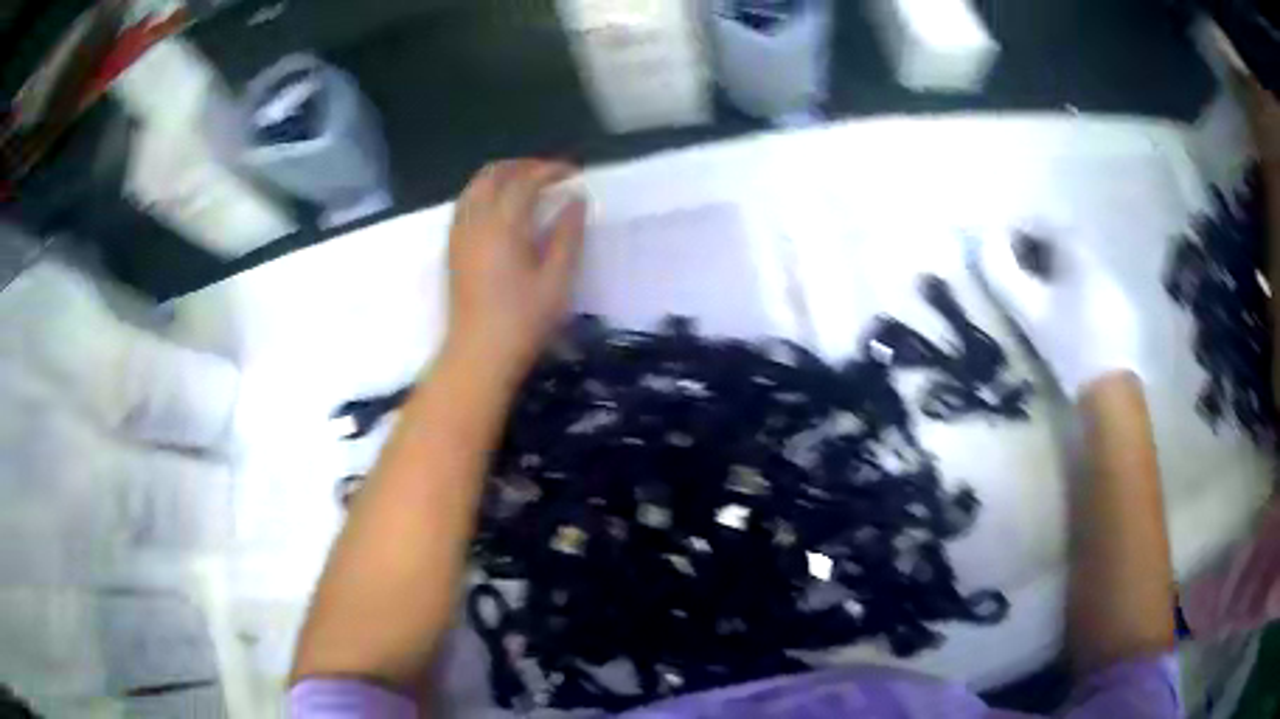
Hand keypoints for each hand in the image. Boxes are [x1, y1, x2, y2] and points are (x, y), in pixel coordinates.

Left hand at [445, 159, 586, 384]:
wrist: (478, 354)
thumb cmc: (523, 321)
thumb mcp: (557, 280)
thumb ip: (568, 235)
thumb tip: (576, 200)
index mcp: (503, 226)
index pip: (526, 181)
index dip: (550, 170)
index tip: (573, 172)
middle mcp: (476, 222)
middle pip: (492, 175)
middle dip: (521, 166)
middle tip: (549, 174)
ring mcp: (459, 235)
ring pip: (474, 187)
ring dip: (500, 176)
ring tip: (526, 185)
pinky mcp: (452, 249)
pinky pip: (464, 204)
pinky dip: (483, 193)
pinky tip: (500, 208)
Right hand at [975, 231, 1139, 397]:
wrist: (1111, 390)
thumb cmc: (1068, 345)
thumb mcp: (1029, 311)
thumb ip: (1003, 273)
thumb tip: (984, 242)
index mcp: (1077, 251)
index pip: (1042, 222)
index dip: (1016, 229)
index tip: (999, 246)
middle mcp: (1099, 259)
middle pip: (1063, 242)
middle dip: (1038, 250)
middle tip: (1019, 272)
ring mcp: (1115, 286)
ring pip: (1080, 266)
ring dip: (1058, 272)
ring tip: (1043, 297)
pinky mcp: (1123, 312)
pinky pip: (1094, 287)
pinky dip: (1076, 291)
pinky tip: (1069, 318)